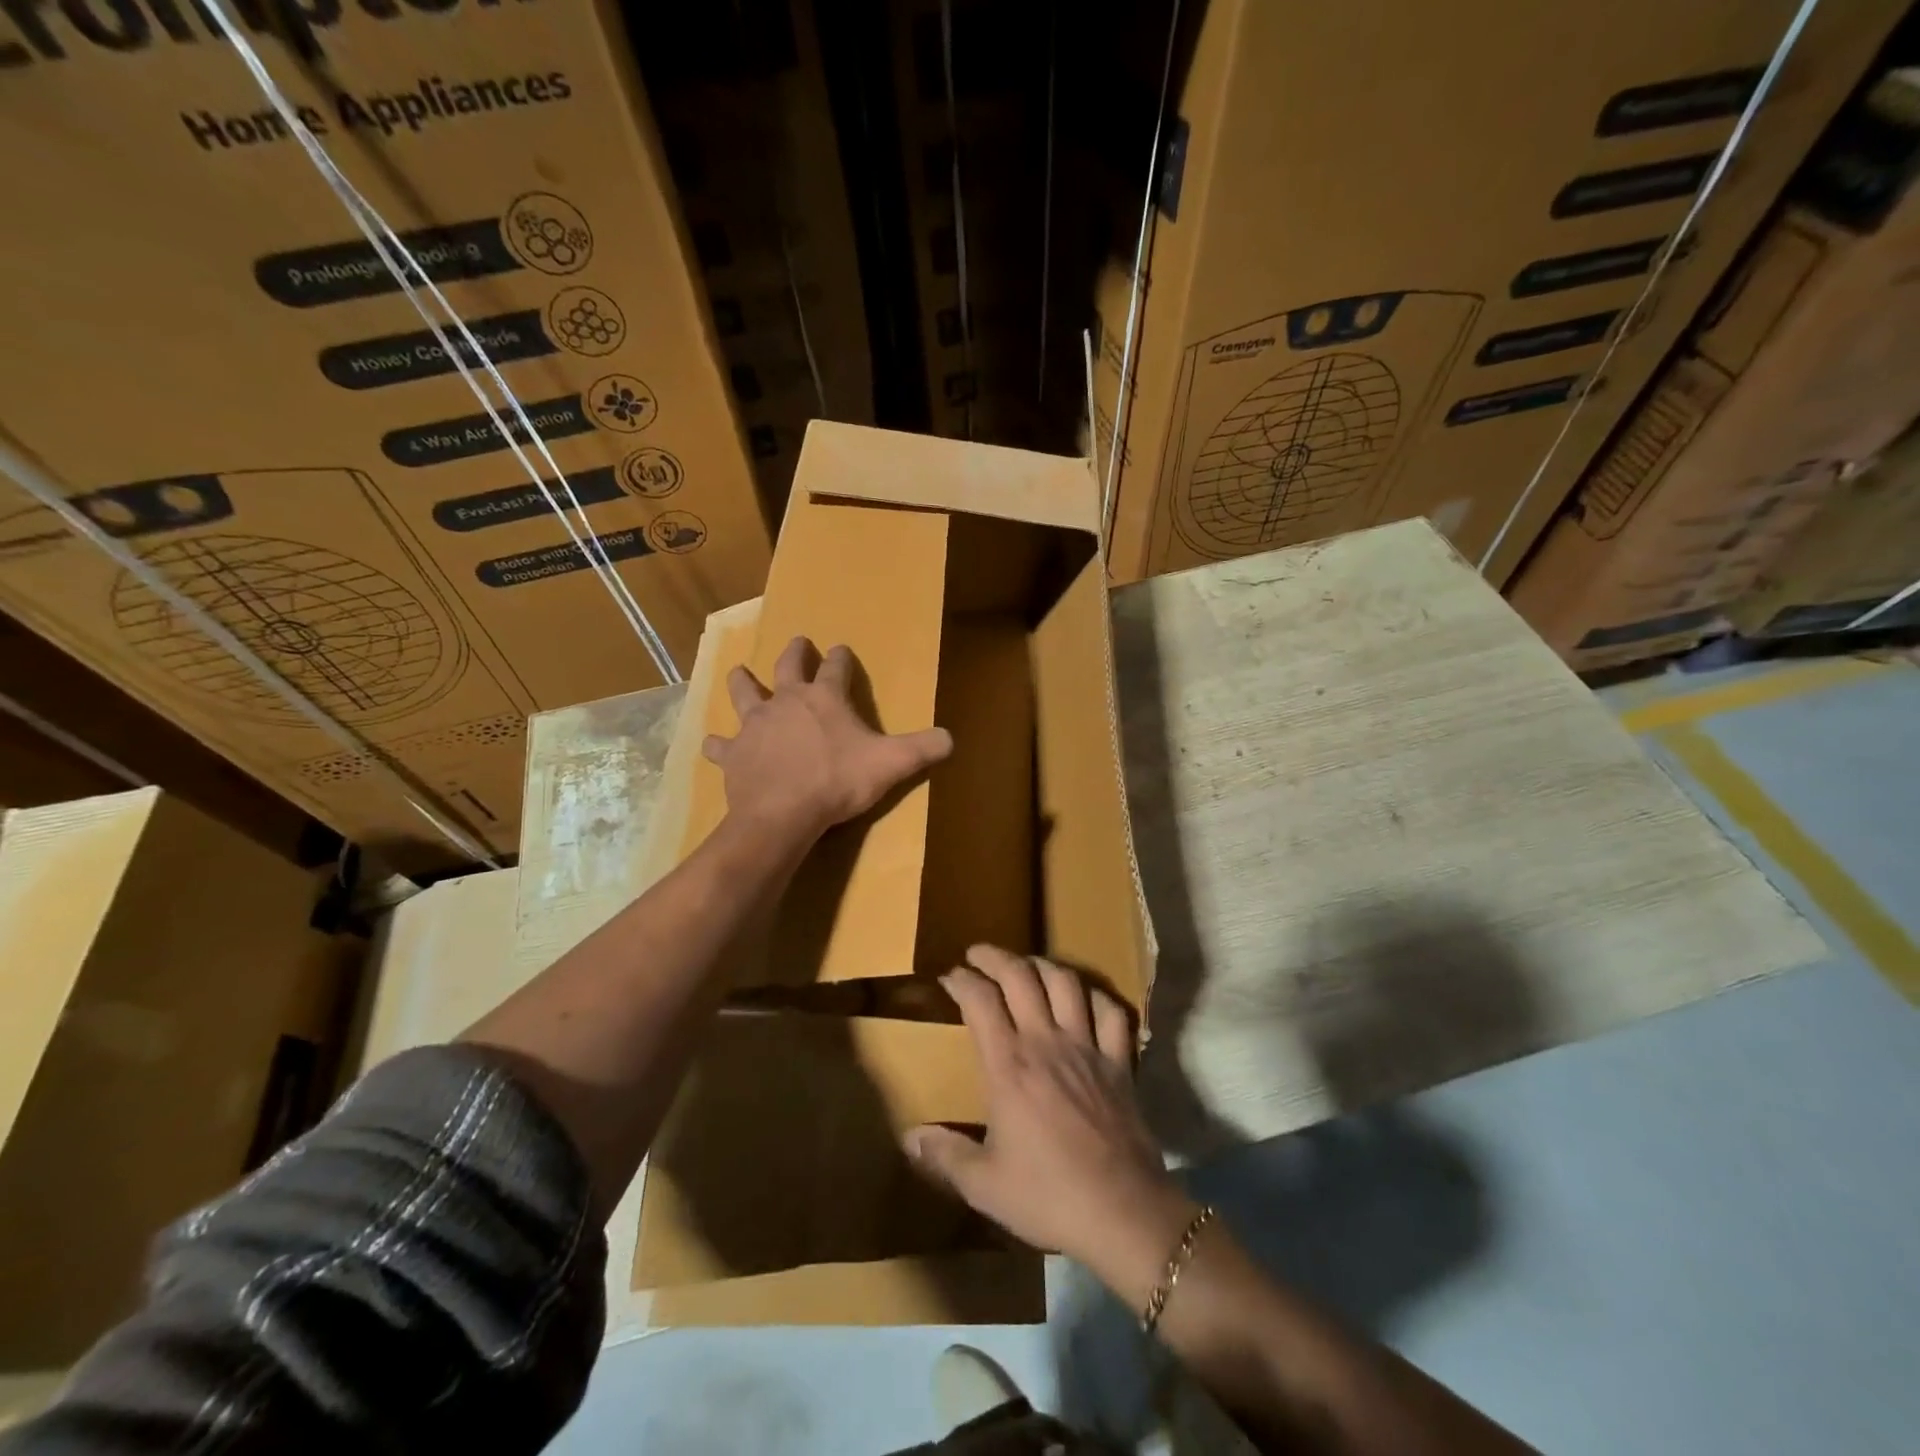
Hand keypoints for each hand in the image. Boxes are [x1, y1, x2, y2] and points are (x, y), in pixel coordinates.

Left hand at [703, 636, 952, 842]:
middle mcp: (786, 701)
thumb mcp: (891, 764)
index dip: (842, 658)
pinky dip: (718, 744)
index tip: (842, 649)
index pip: (836, 667)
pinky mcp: (734, 754)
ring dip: (742, 682)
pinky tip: (713, 744)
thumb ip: (923, 749)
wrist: (783, 813)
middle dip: (795, 653)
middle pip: (787, 667)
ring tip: (740, 673)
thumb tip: (952, 738)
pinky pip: (720, 745)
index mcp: (824, 698)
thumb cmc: (838, 781)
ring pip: (744, 693)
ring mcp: (755, 725)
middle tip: (798, 642)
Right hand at [905, 945, 1200, 1305]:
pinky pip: (1111, 1012)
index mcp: (1009, 1066)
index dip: (962, 981)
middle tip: (978, 954)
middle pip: (1020, 976)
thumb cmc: (1048, 1196)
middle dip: (995, 956)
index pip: (981, 1001)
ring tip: (1026, 966)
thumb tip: (909, 1139)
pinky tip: (1084, 998)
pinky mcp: (1120, 1062)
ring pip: (1065, 983)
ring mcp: (1087, 1047)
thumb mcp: (985, 1185)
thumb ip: (945, 1157)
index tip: (950, 977)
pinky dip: (1096, 996)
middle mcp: (1046, 1042)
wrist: (1123, 1212)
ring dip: (1042, 965)